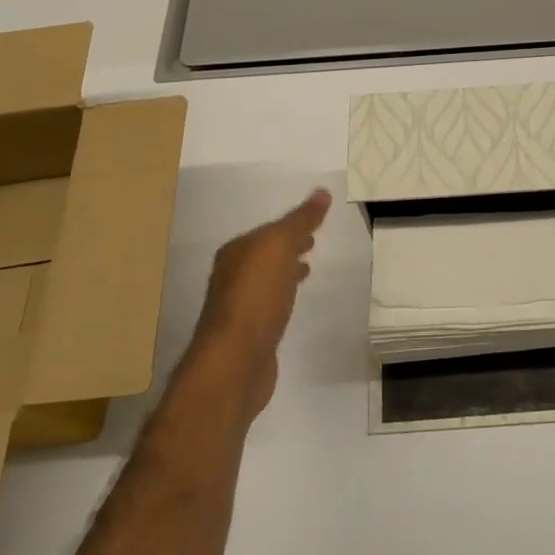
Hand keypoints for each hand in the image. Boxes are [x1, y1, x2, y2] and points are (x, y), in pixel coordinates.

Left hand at [190, 189, 330, 415]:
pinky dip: (285, 296)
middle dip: (287, 247)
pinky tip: (294, 303)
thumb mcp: (279, 247)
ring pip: (267, 280)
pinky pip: (270, 305)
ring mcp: (239, 308)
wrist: (236, 362)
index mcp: (235, 252)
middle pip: (264, 254)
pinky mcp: (249, 335)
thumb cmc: (256, 297)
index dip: (290, 225)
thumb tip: (322, 192)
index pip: (267, 231)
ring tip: (308, 269)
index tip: (315, 223)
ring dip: (286, 271)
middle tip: (313, 242)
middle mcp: (232, 276)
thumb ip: (300, 220)